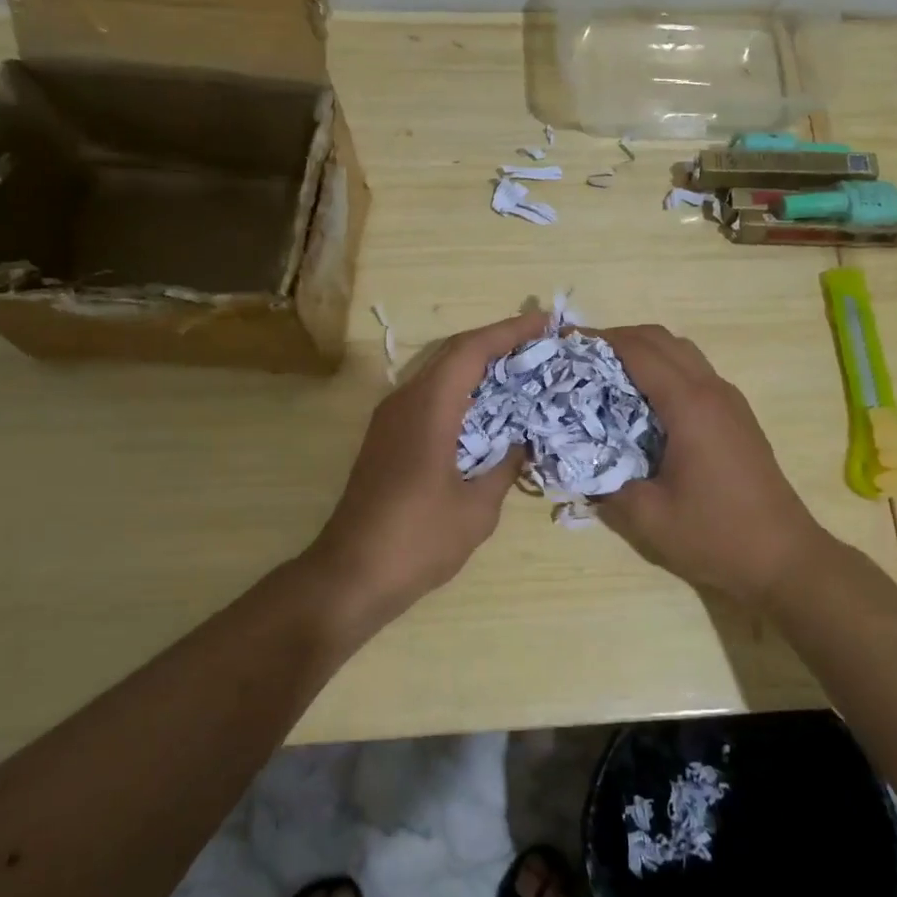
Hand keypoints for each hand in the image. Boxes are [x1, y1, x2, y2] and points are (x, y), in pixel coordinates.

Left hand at [306, 311, 545, 617]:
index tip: (545, 323)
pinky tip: (487, 411)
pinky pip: (429, 397)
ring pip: (439, 374)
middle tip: (540, 345)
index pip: (471, 350)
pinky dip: (462, 392)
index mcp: (428, 408)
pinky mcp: (386, 438)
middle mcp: (405, 401)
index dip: (509, 331)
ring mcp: (390, 419)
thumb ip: (504, 466)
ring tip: (520, 371)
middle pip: (453, 354)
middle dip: (497, 343)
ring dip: (478, 367)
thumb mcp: (477, 507)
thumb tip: (521, 441)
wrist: (351, 574)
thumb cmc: (419, 540)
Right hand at [594, 324, 841, 609]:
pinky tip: (642, 401)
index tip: (564, 343)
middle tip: (580, 357)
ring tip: (606, 374)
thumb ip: (605, 484)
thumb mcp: (648, 517)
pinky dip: (663, 369)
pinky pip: (694, 372)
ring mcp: (730, 400)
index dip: (598, 340)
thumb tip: (576, 463)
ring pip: (681, 352)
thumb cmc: (715, 535)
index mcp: (689, 405)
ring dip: (643, 351)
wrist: (784, 557)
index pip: (638, 351)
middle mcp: (712, 390)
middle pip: (661, 339)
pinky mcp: (737, 415)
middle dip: (617, 339)